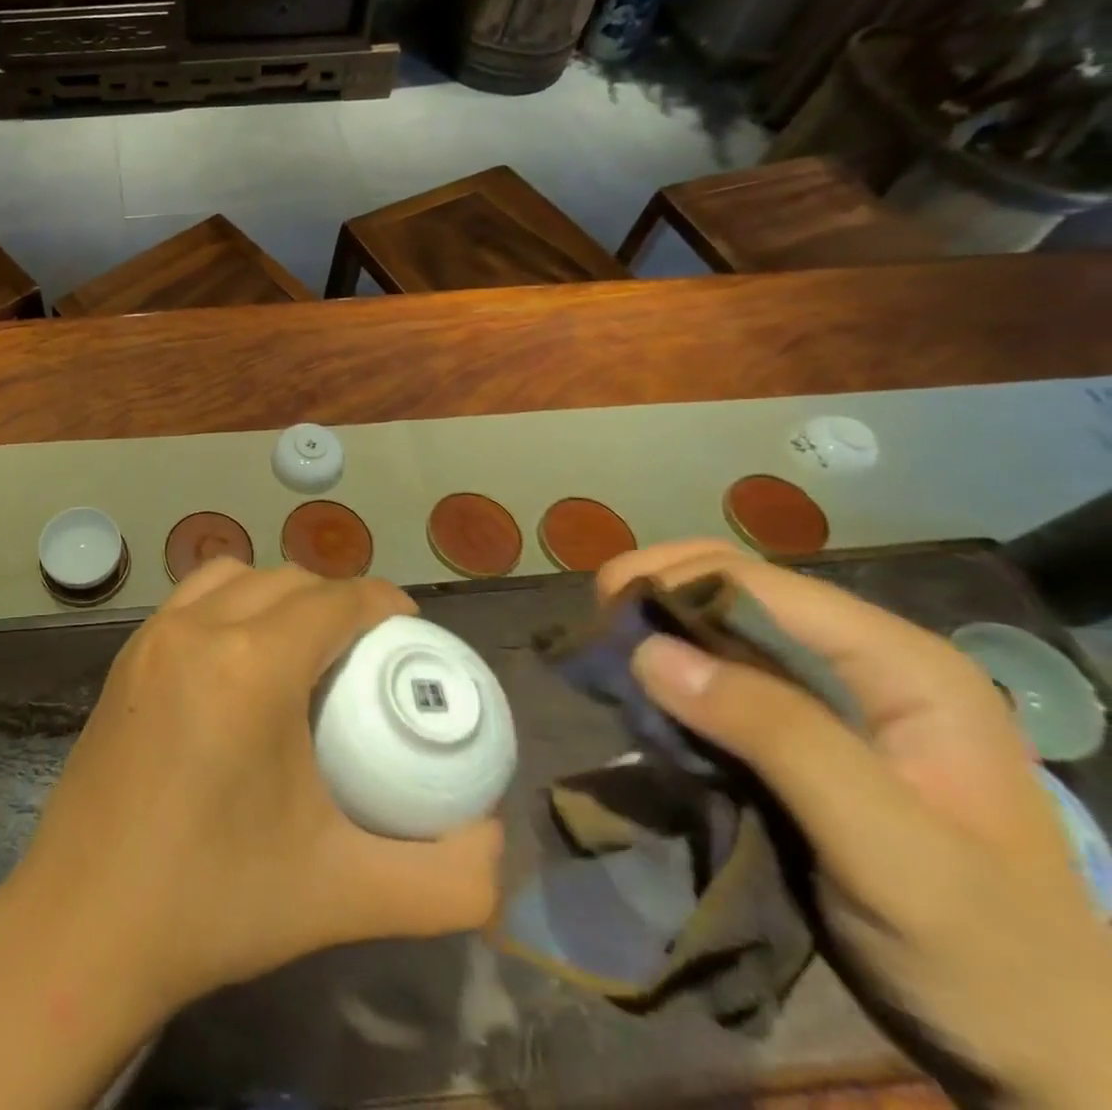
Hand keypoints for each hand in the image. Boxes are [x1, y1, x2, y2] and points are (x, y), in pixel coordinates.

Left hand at [0, 560, 503, 1020]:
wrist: (84, 927)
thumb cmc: (216, 902)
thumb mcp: (346, 894)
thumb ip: (446, 879)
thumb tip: (493, 843)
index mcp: (252, 665)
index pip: (334, 599)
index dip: (382, 602)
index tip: (411, 631)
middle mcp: (197, 629)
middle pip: (286, 580)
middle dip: (336, 600)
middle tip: (365, 652)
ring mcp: (151, 638)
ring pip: (232, 576)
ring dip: (278, 594)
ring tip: (303, 648)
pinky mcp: (124, 659)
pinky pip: (189, 600)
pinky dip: (229, 604)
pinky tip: (238, 663)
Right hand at [600, 541, 1111, 1109]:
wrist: (1039, 1056)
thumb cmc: (982, 953)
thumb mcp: (888, 849)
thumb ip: (777, 737)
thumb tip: (647, 649)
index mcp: (902, 663)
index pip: (755, 581)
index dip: (668, 584)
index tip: (600, 624)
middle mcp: (864, 659)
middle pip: (730, 588)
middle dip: (654, 600)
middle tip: (596, 642)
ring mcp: (833, 694)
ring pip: (716, 627)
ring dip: (655, 636)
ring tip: (609, 670)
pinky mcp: (801, 729)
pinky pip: (717, 674)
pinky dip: (670, 676)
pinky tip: (645, 700)